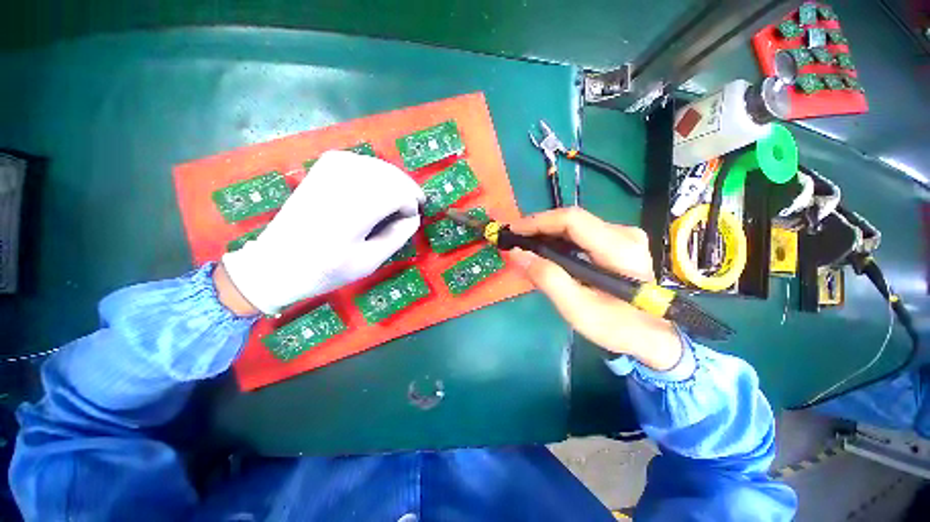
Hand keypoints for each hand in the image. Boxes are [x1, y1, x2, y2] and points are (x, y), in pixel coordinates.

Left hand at [221, 151, 424, 314]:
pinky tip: (378, 188)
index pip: (397, 193)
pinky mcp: (323, 168)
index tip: (412, 220)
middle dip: (407, 190)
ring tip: (398, 201)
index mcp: (352, 212)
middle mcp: (341, 183)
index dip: (411, 205)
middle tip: (412, 209)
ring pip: (378, 166)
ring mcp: (330, 170)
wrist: (278, 262)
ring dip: (395, 182)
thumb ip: (397, 236)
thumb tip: (414, 216)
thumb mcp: (369, 262)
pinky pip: (362, 161)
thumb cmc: (325, 270)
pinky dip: (377, 173)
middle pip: (390, 175)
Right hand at [509, 208, 682, 370]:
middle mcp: (623, 233)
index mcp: (619, 249)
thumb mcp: (578, 309)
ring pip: (573, 225)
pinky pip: (579, 233)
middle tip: (514, 241)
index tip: (513, 232)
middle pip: (571, 219)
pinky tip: (545, 251)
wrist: (651, 333)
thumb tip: (516, 253)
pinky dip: (557, 239)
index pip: (572, 219)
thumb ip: (548, 279)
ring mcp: (622, 235)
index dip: (538, 222)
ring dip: (545, 233)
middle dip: (538, 228)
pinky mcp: (617, 241)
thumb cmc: (616, 326)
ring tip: (524, 246)